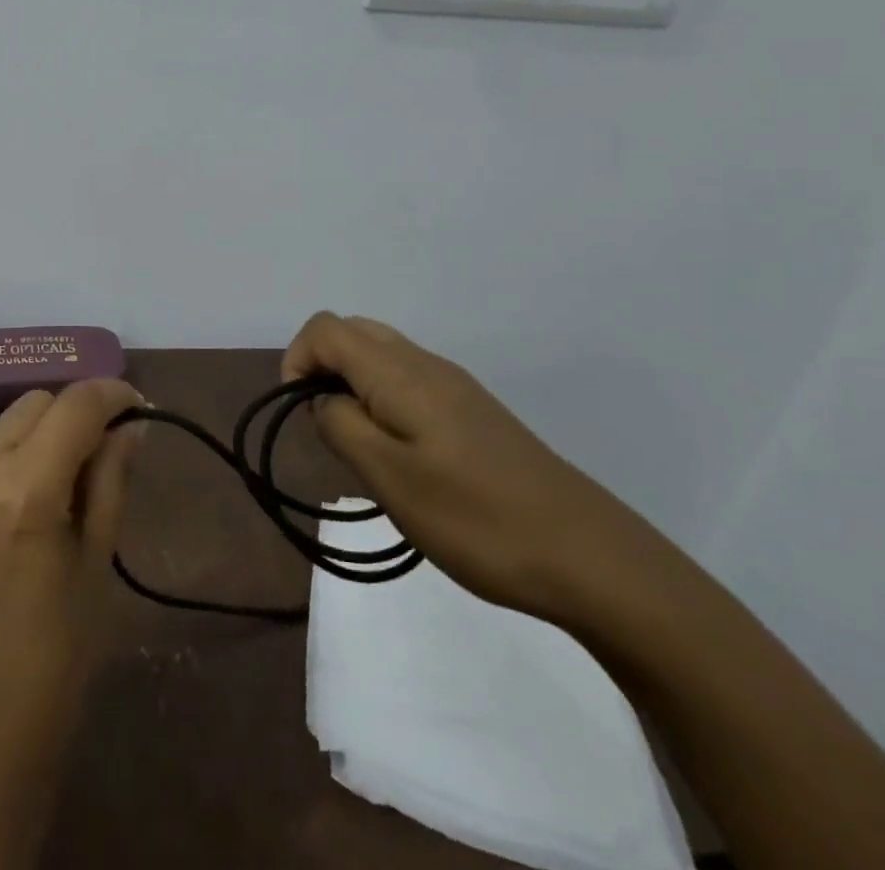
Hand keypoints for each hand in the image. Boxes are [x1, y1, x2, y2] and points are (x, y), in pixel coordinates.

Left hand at [0, 378, 140, 869]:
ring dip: (19, 458)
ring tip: (32, 512)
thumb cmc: (53, 669)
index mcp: (22, 493)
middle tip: (87, 458)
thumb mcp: (95, 570)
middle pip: (26, 408)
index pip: (74, 405)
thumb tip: (131, 427)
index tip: (130, 406)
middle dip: (64, 419)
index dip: (110, 393)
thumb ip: (111, 481)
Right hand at [286, 312, 650, 622]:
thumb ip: (341, 425)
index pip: (325, 329)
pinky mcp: (473, 411)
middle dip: (322, 369)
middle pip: (353, 332)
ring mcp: (454, 385)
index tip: (300, 415)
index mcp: (399, 372)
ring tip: (361, 448)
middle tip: (326, 429)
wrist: (587, 555)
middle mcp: (425, 363)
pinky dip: (383, 400)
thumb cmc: (476, 518)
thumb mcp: (389, 478)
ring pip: (382, 356)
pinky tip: (402, 456)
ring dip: (353, 386)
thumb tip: (322, 399)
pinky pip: (409, 381)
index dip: (296, 360)